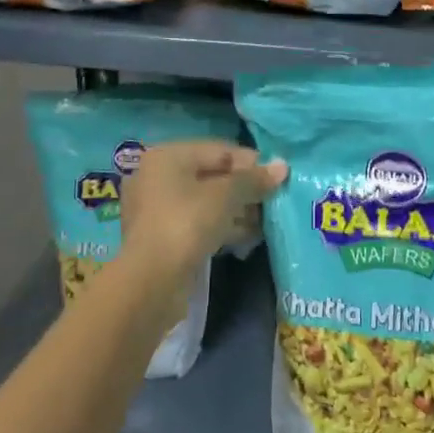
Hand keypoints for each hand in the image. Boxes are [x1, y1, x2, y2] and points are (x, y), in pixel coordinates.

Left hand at [120, 140, 285, 287]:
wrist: (151, 282)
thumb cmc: (186, 224)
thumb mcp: (225, 196)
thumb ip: (253, 180)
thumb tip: (282, 167)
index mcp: (167, 156)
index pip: (218, 150)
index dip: (250, 162)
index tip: (276, 177)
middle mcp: (157, 177)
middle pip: (211, 175)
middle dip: (243, 189)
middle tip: (271, 202)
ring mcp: (156, 209)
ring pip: (204, 202)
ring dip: (235, 210)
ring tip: (262, 223)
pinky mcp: (160, 238)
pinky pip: (197, 223)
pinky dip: (220, 227)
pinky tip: (245, 238)